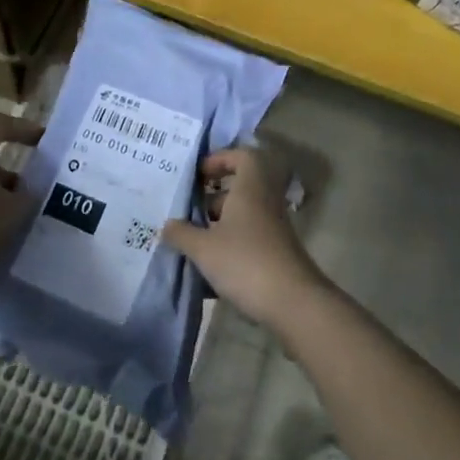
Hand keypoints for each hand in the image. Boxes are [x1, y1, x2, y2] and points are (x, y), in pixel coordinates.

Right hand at [163, 149, 326, 329]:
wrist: (293, 303)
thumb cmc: (245, 262)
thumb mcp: (204, 248)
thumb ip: (182, 233)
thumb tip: (166, 225)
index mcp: (250, 188)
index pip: (242, 156)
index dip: (220, 159)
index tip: (199, 175)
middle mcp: (264, 201)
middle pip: (239, 187)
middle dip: (213, 197)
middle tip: (188, 210)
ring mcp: (272, 228)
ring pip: (243, 214)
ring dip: (219, 224)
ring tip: (192, 241)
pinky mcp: (275, 252)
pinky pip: (248, 237)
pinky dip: (229, 244)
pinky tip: (209, 268)